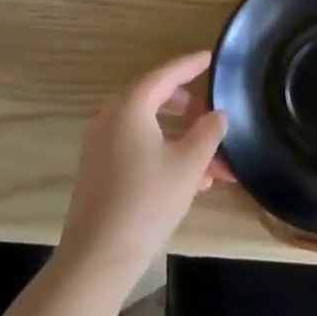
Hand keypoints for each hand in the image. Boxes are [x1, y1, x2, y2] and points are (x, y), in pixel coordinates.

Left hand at [60, 52, 228, 283]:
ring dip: (179, 136)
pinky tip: (192, 180)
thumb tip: (218, 114)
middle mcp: (111, 118)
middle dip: (186, 104)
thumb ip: (208, 133)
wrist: (97, 257)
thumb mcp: (188, 165)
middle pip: (153, 98)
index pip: (165, 74)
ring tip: (211, 156)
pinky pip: (136, 147)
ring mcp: (101, 145)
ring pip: (147, 128)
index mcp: (130, 107)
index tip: (211, 57)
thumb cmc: (147, 202)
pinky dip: (163, 152)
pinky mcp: (99, 170)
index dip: (190, 65)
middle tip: (209, 109)